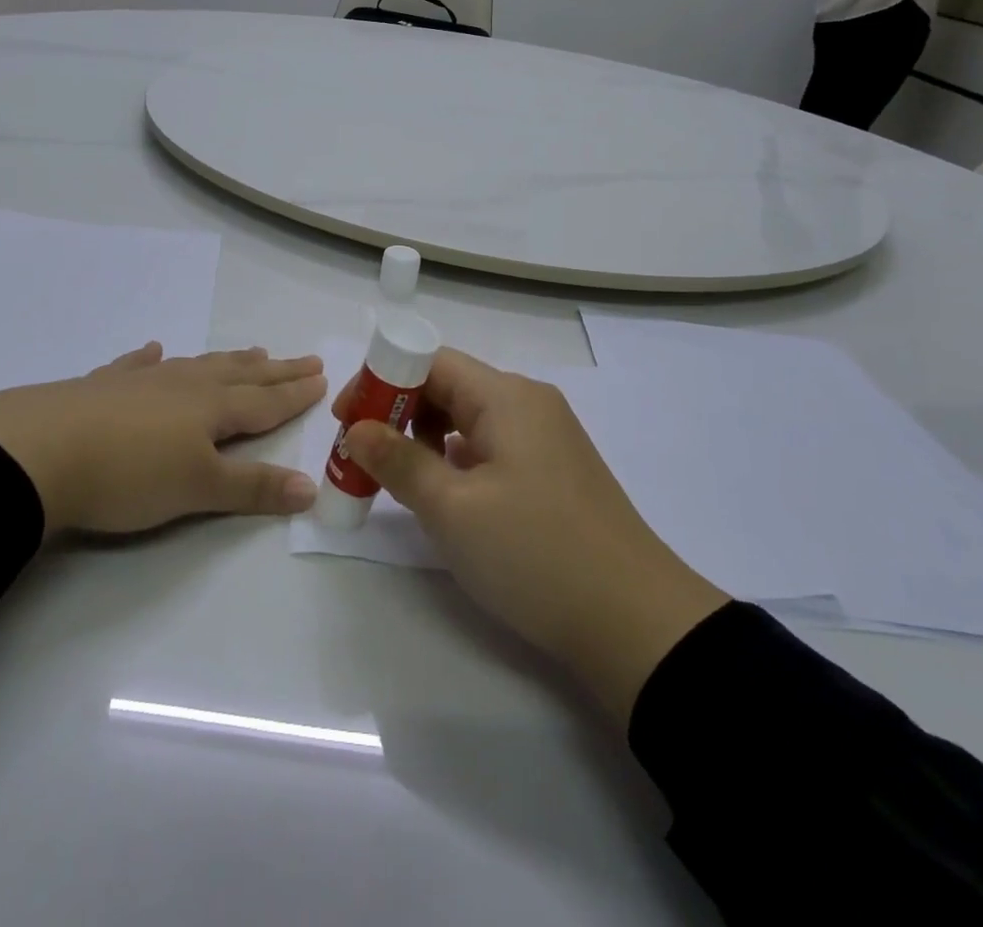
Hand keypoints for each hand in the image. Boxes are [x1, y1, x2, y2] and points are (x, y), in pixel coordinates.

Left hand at [0, 344, 325, 534]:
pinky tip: (155, 350)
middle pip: (240, 375)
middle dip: (275, 370)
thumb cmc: (128, 475)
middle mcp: (183, 386)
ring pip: (197, 366)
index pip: (265, 400)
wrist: (37, 452)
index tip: (322, 377)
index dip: (295, 392)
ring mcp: (141, 382)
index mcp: (211, 409)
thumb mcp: (198, 489)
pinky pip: (136, 366)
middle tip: (305, 358)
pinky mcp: (101, 387)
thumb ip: (253, 488)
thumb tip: (311, 486)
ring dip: (227, 360)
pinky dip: (151, 359)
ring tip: (250, 351)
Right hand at [335, 350, 729, 720]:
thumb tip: (357, 428)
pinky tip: (441, 494)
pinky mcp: (552, 471)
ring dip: (423, 438)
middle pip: (448, 386)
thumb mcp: (452, 509)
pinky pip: (489, 447)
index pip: (430, 360)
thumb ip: (398, 460)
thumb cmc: (535, 554)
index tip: (346, 421)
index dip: (381, 381)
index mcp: (506, 396)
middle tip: (360, 455)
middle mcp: (527, 403)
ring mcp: (545, 437)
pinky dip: (454, 460)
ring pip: (467, 419)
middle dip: (397, 412)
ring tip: (393, 478)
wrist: (636, 623)